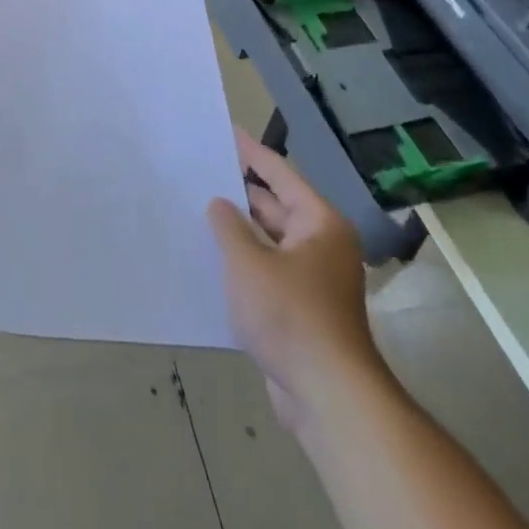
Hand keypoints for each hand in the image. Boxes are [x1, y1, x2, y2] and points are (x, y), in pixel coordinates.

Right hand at [207, 126, 375, 431]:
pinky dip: (245, 262)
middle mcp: (321, 244)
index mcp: (319, 223)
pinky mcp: (303, 309)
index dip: (251, 152)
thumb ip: (228, 226)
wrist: (328, 397)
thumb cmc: (290, 315)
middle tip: (202, 170)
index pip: (280, 173)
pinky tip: (213, 259)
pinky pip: (269, 270)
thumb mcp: (248, 262)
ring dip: (241, 230)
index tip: (226, 130)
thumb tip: (220, 204)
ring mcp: (314, 279)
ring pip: (271, 241)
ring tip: (200, 209)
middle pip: (277, 205)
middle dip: (241, 192)